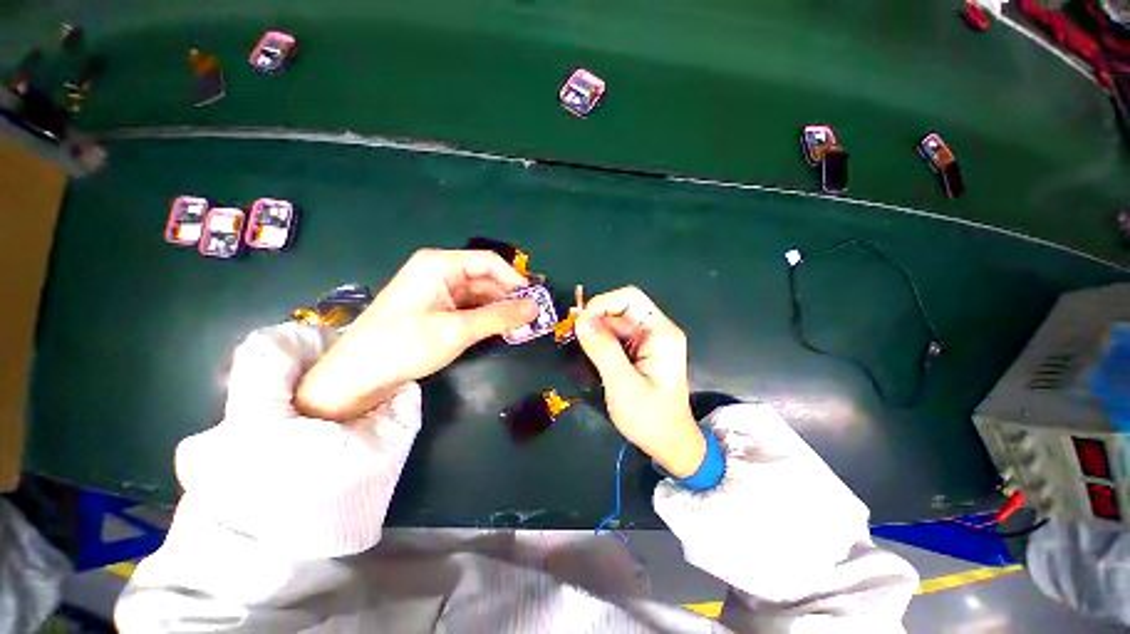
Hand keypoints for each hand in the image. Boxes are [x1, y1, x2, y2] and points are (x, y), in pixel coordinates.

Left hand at [296, 248, 537, 420]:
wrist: (357, 375)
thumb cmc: (406, 345)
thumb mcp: (458, 330)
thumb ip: (500, 317)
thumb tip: (536, 308)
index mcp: (440, 265)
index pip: (489, 262)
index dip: (515, 280)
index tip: (535, 301)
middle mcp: (439, 272)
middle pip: (485, 278)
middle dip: (509, 298)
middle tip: (532, 319)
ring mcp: (437, 291)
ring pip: (479, 295)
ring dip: (499, 310)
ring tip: (521, 327)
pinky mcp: (435, 309)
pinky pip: (469, 307)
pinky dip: (486, 318)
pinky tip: (500, 330)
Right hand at [575, 287, 705, 476]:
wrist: (669, 445)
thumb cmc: (650, 419)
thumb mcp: (623, 385)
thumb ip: (602, 350)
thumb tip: (580, 320)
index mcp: (662, 334)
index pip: (631, 298)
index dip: (602, 303)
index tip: (580, 322)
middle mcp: (657, 331)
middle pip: (621, 309)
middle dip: (596, 319)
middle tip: (574, 337)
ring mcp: (649, 341)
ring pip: (615, 323)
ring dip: (596, 332)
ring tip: (581, 351)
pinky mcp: (641, 351)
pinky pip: (616, 337)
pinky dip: (601, 342)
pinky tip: (592, 356)